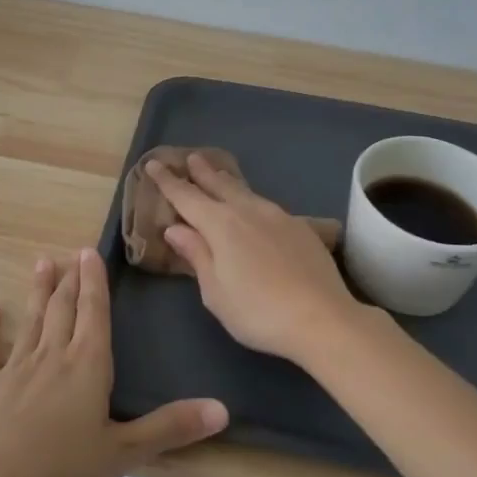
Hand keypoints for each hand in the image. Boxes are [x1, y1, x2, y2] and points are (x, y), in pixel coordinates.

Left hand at [0, 249, 228, 476]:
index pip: (94, 313)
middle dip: (70, 281)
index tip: (90, 252)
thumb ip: (170, 428)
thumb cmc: (64, 471)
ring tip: (42, 263)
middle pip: (63, 310)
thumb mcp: (124, 454)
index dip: (94, 282)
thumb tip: (222, 408)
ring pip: (31, 320)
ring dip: (38, 292)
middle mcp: (52, 356)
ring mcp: (15, 368)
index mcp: (87, 365)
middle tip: (71, 254)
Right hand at [148, 153, 363, 366]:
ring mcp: (278, 216)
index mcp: (220, 225)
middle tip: (192, 158)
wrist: (322, 318)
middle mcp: (247, 211)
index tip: (154, 164)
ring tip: (220, 176)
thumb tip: (175, 229)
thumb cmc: (257, 311)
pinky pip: (267, 206)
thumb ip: (196, 255)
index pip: (186, 197)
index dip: (168, 181)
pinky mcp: (300, 228)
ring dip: (228, 182)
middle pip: (219, 185)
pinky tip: (256, 209)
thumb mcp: (215, 291)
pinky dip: (252, 201)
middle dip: (202, 172)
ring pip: (246, 192)